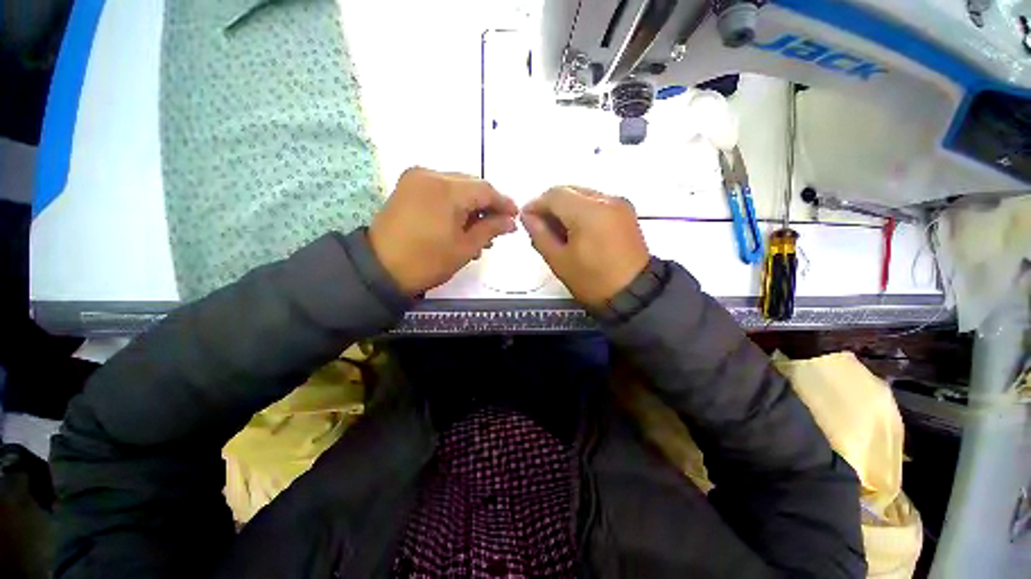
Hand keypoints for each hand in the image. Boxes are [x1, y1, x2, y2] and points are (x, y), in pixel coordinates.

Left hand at [370, 167, 517, 295]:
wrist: (379, 269)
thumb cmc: (427, 261)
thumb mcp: (465, 247)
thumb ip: (491, 229)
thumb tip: (511, 222)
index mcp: (446, 190)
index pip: (485, 189)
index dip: (503, 203)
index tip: (515, 217)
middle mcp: (431, 174)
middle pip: (470, 184)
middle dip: (487, 204)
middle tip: (498, 226)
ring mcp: (416, 179)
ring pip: (456, 186)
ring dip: (471, 205)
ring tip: (480, 231)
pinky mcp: (407, 187)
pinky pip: (440, 189)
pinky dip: (454, 203)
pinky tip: (460, 223)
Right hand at [521, 186, 649, 307]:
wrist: (635, 294)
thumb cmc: (592, 280)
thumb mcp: (559, 261)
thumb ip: (540, 234)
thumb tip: (527, 216)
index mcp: (589, 211)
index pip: (554, 195)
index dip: (536, 204)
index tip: (525, 218)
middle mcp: (606, 199)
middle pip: (569, 190)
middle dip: (551, 205)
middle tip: (540, 226)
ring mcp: (619, 204)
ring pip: (583, 195)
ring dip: (566, 208)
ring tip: (558, 231)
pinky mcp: (626, 212)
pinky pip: (597, 202)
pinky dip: (581, 211)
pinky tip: (576, 230)